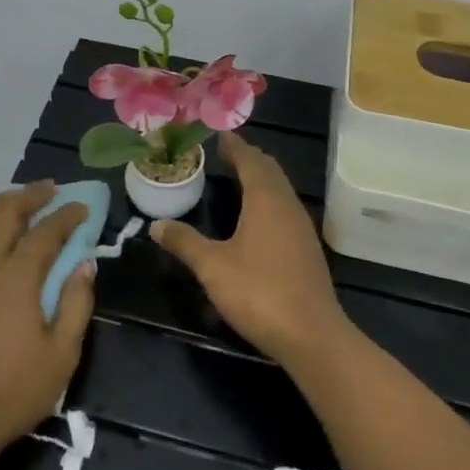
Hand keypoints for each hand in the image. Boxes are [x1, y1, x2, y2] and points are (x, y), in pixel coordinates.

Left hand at [0, 181, 95, 464]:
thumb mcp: (61, 355)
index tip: (82, 207)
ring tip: (20, 202)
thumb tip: (86, 264)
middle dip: (29, 196)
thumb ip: (76, 304)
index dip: (66, 216)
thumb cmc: (12, 392)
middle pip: (4, 213)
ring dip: (2, 206)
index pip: (45, 232)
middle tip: (50, 190)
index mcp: (15, 277)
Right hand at [151, 131, 348, 370]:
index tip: (219, 134)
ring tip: (240, 179)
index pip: (250, 160)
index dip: (234, 145)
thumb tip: (156, 224)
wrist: (312, 336)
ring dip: (262, 178)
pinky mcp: (307, 249)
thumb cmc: (259, 291)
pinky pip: (286, 208)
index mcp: (265, 199)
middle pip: (269, 170)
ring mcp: (302, 227)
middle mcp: (287, 205)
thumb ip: (185, 242)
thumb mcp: (213, 267)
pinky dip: (270, 199)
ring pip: (281, 189)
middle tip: (227, 153)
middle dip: (249, 158)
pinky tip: (258, 218)